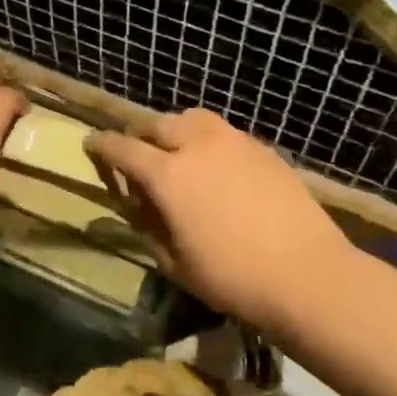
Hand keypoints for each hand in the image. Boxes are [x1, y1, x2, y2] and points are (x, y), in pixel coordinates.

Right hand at [84, 108, 357, 335]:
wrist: (306, 273)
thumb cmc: (231, 277)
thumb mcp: (174, 262)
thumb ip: (150, 225)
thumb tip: (140, 204)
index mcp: (167, 174)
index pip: (122, 147)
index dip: (102, 145)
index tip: (91, 145)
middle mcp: (197, 145)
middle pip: (156, 124)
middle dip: (139, 136)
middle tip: (137, 156)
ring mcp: (233, 141)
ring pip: (192, 118)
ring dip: (175, 129)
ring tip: (177, 152)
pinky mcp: (261, 148)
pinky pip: (223, 132)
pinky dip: (207, 140)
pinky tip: (216, 166)